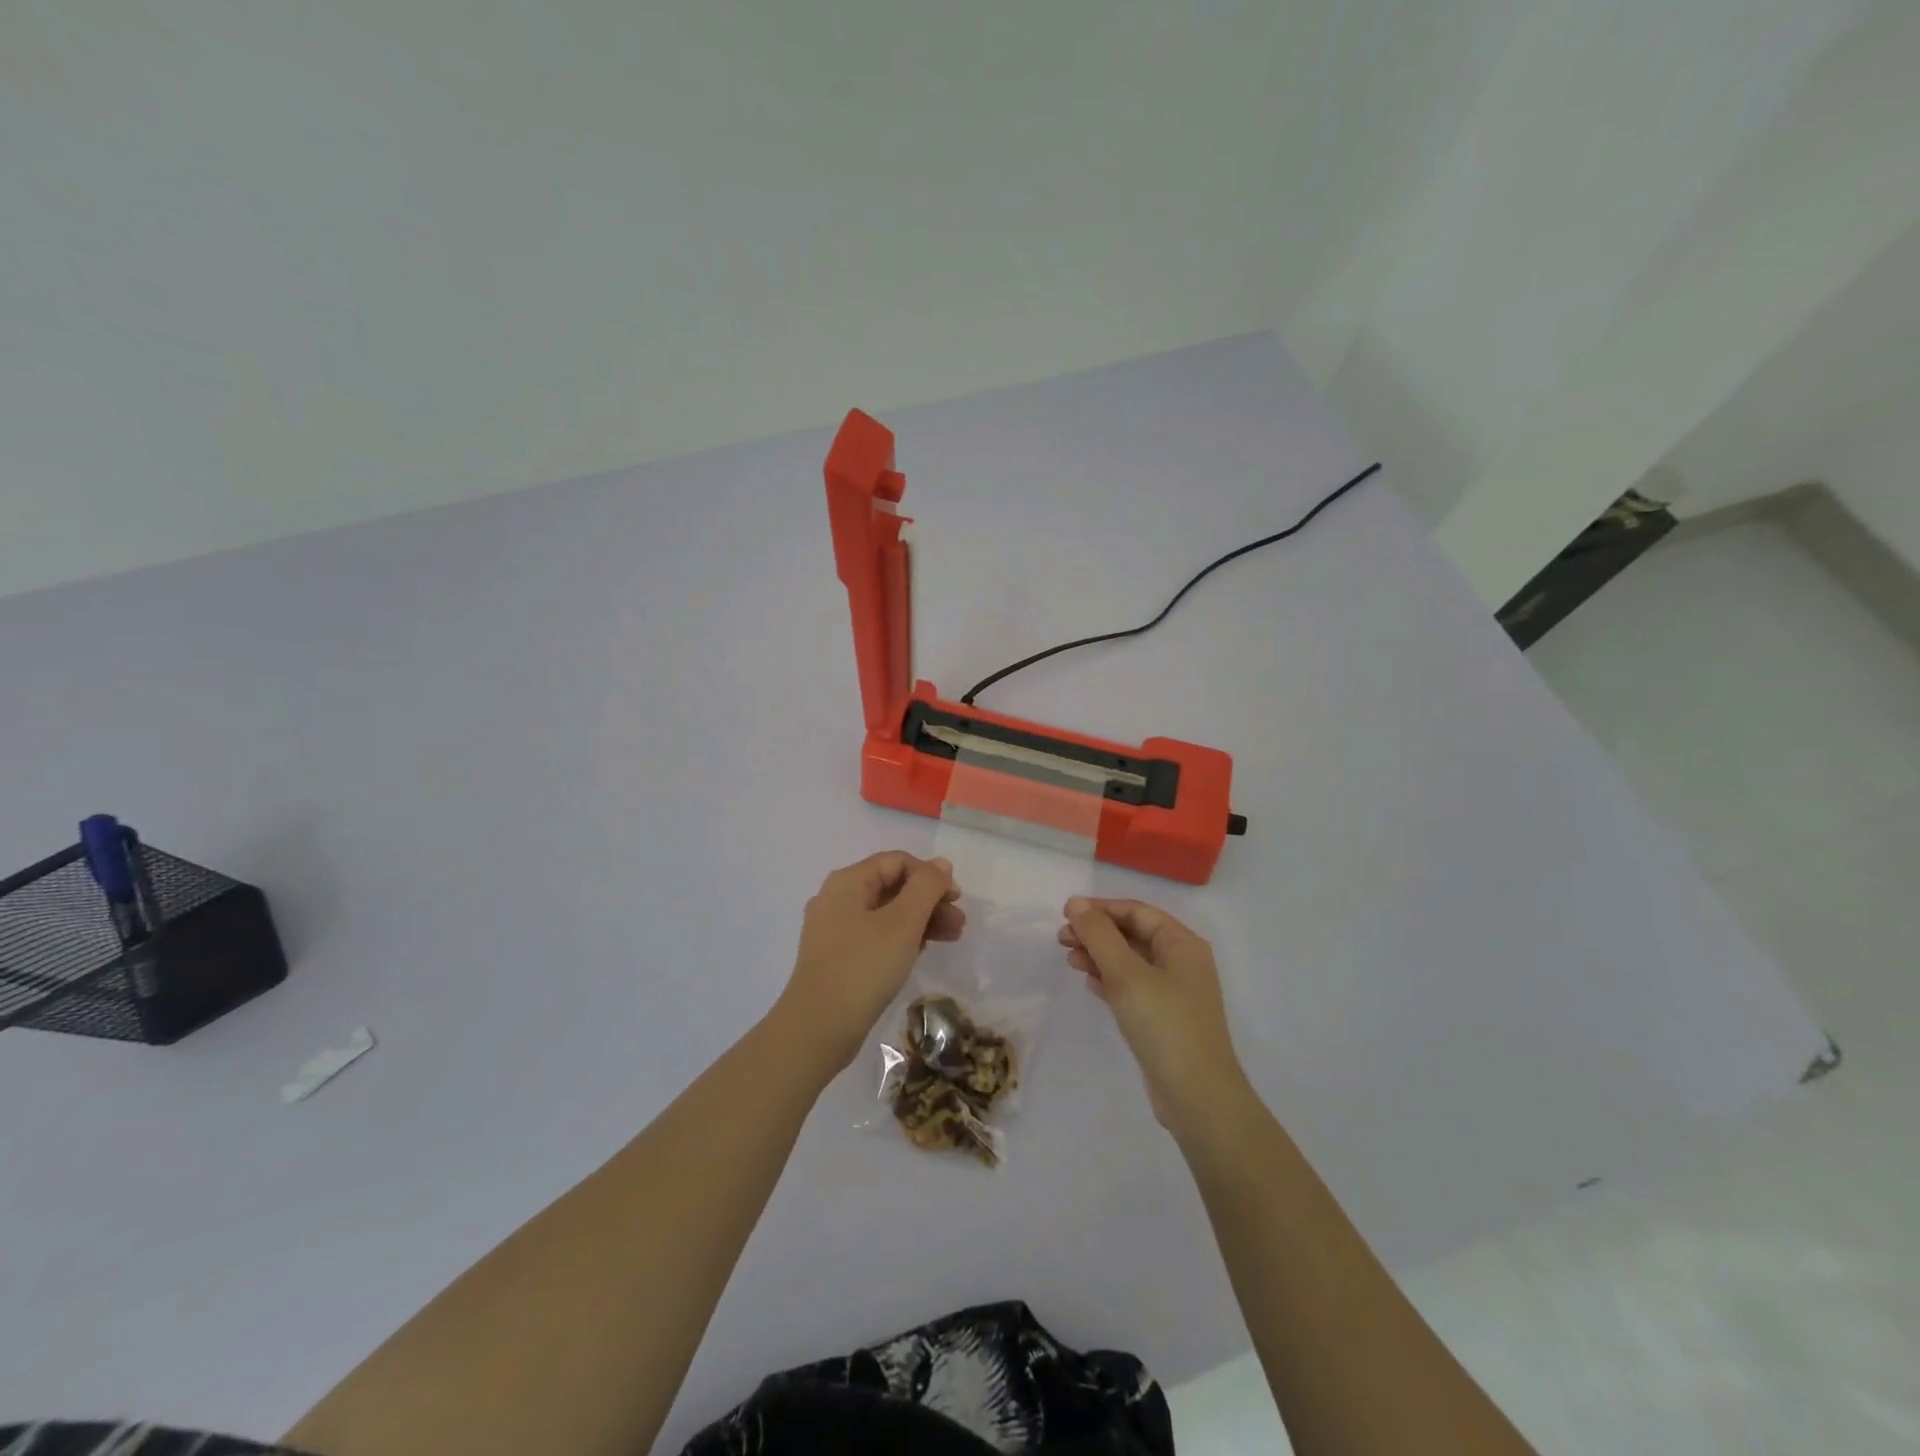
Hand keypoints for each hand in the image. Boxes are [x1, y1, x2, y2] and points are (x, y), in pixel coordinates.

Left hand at [779, 852, 963, 1070]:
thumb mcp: (903, 923)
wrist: (818, 1028)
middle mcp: (836, 898)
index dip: (930, 875)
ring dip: (920, 920)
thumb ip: (926, 887)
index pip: (897, 861)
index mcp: (848, 881)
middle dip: (929, 901)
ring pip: (885, 913)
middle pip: (892, 886)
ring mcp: (833, 929)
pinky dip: (901, 938)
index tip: (957, 898)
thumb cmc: (864, 967)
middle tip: (959, 923)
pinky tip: (921, 952)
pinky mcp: (836, 956)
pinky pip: (875, 935)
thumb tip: (941, 864)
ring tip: (951, 938)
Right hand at [1060, 896, 1251, 1135]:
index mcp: (1182, 944)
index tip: (1065, 913)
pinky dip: (1110, 980)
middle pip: (1133, 934)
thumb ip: (1100, 936)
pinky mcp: (1164, 1017)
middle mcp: (1182, 962)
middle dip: (1097, 933)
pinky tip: (1090, 983)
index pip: (1137, 911)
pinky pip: (1133, 986)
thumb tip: (1076, 903)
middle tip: (1062, 940)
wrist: (1197, 1097)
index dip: (1100, 909)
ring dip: (1100, 956)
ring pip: (1130, 961)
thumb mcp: (1126, 974)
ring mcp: (1174, 992)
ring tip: (1070, 961)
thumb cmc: (1164, 1025)